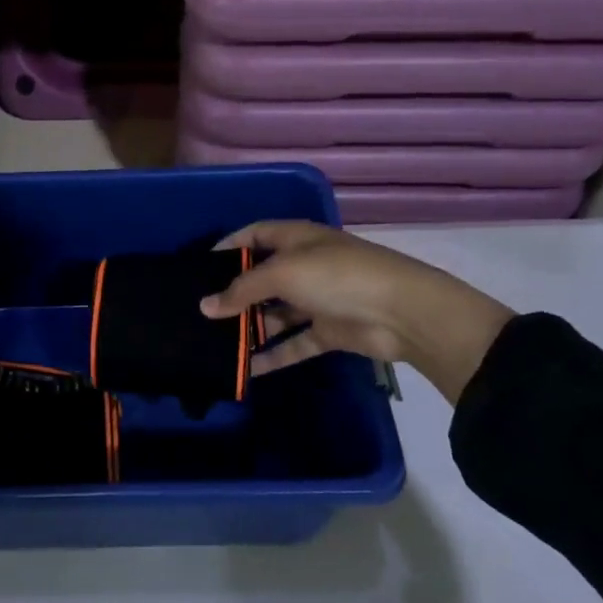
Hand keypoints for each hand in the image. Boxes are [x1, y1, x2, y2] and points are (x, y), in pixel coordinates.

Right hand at [200, 221, 513, 403]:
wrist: (402, 313)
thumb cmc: (337, 276)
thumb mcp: (283, 273)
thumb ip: (242, 290)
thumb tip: (205, 306)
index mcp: (298, 238)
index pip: (256, 234)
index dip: (230, 245)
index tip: (200, 264)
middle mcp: (306, 265)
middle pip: (263, 277)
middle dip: (235, 293)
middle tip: (202, 311)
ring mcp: (319, 300)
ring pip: (276, 313)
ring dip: (251, 327)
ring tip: (215, 342)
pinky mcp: (329, 331)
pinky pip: (294, 343)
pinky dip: (273, 355)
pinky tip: (246, 368)